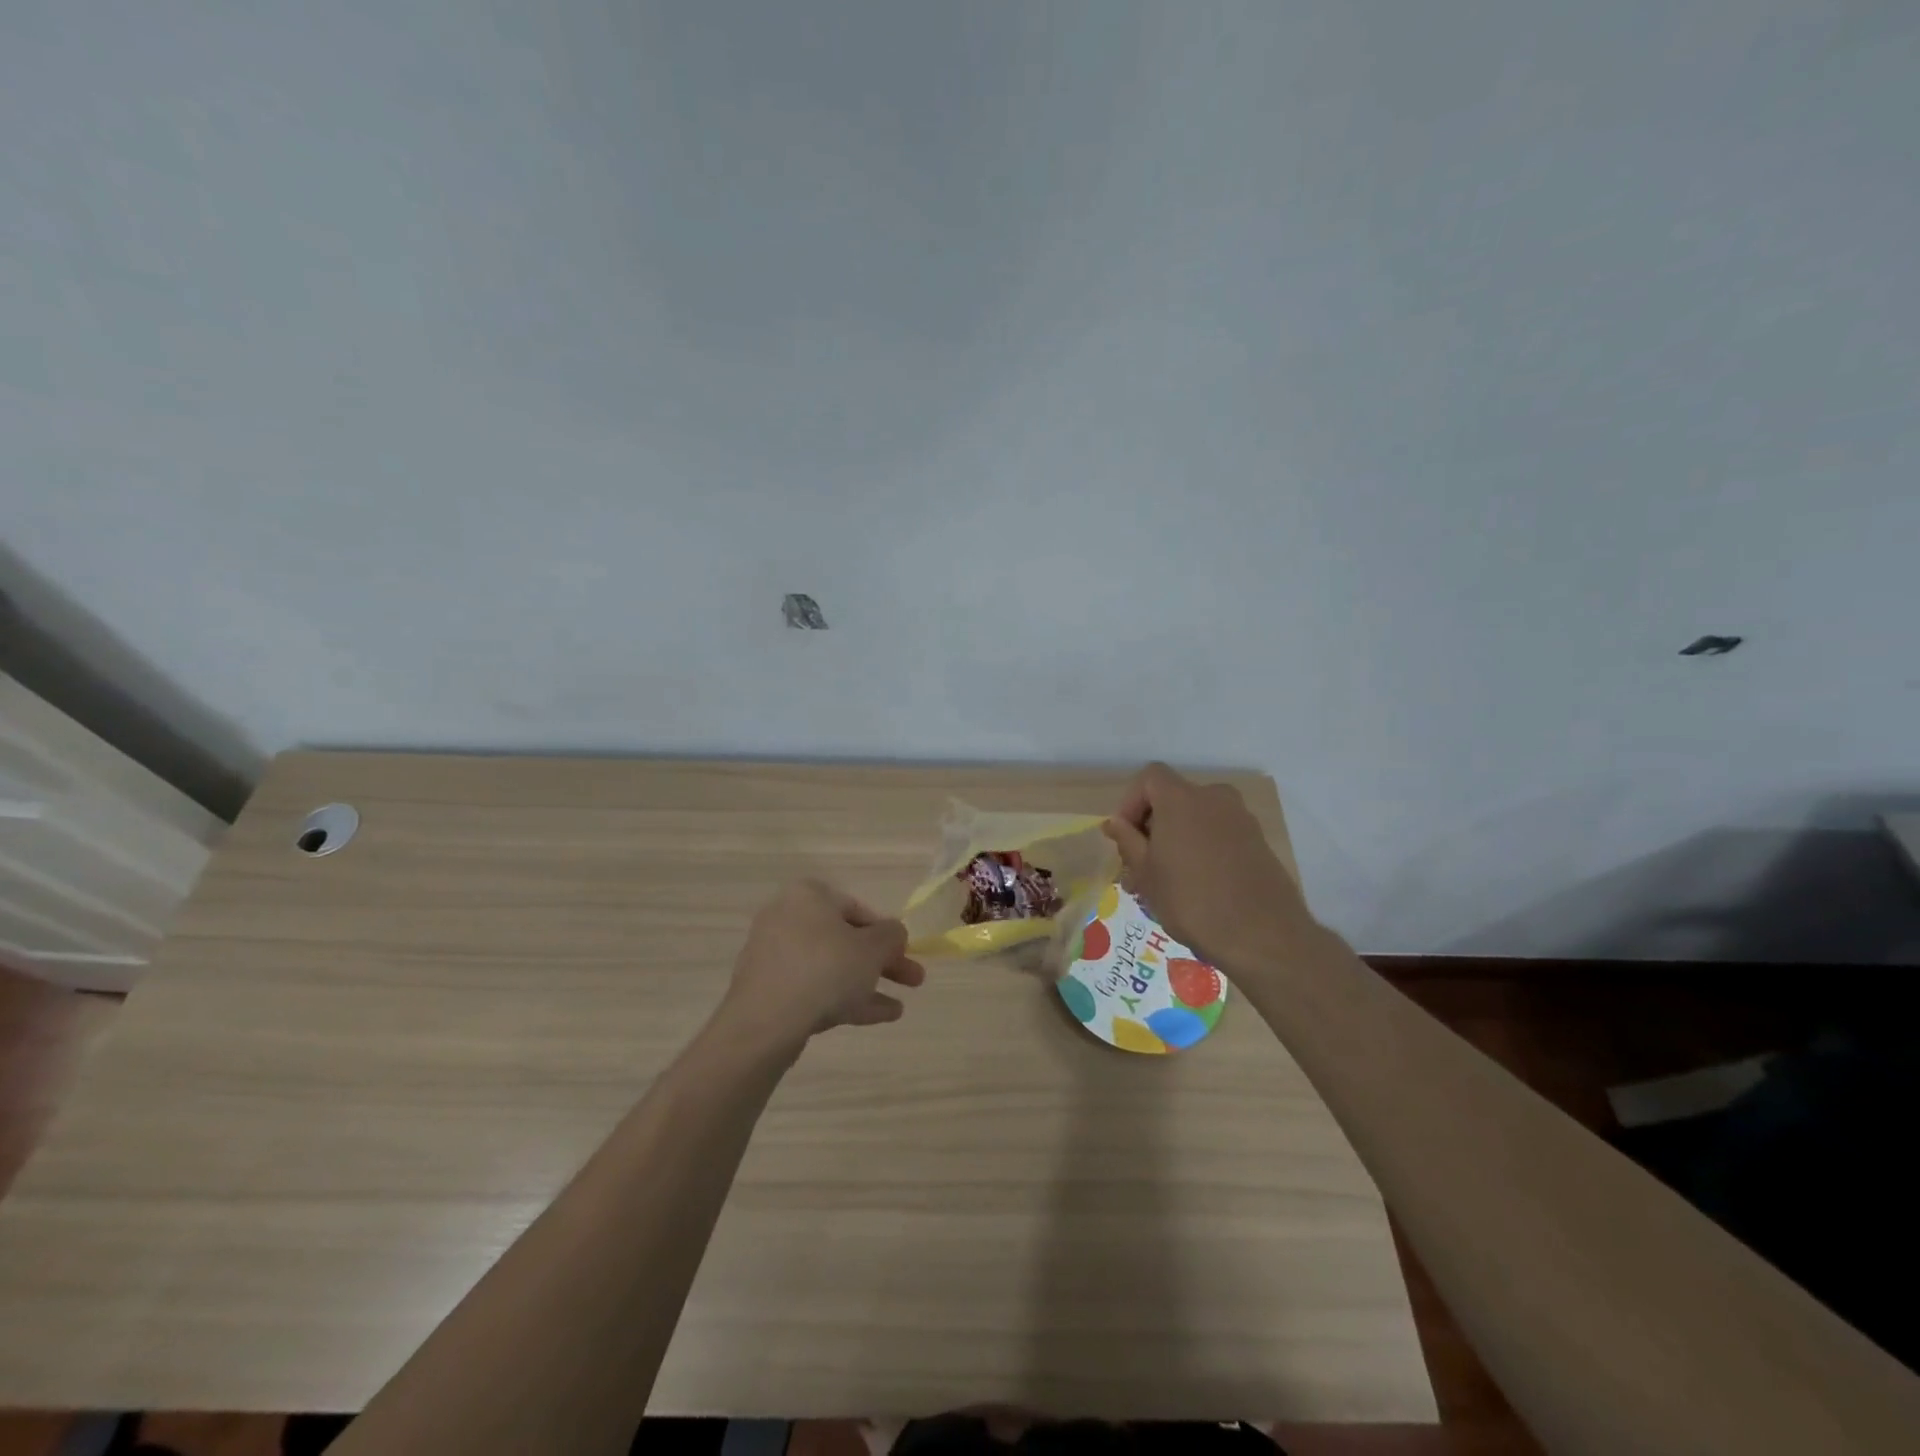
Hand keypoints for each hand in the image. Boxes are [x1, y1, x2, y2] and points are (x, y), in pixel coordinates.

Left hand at [718, 880, 926, 1050]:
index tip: (906, 954)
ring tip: (898, 1008)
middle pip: (846, 940)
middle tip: (913, 980)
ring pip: (832, 967)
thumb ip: (892, 935)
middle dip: (882, 962)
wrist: (766, 1022)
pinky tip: (877, 1017)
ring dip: (867, 984)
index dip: (888, 933)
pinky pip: (814, 988)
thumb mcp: (873, 948)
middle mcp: (787, 917)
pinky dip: (844, 998)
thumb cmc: (825, 969)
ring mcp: (775, 956)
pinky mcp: (769, 989)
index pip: (858, 909)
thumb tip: (894, 933)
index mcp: (809, 896)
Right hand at [1102, 763, 1312, 965]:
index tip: (1124, 837)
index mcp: (1181, 798)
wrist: (1262, 935)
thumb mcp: (1146, 873)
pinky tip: (1198, 886)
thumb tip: (1116, 823)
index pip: (1150, 777)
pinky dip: (1203, 849)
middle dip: (1152, 827)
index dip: (1131, 802)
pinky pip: (1220, 834)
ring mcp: (1241, 819)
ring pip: (1197, 819)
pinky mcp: (1259, 842)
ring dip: (1177, 840)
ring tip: (1166, 882)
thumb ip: (1128, 841)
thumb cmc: (1191, 900)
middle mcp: (1214, 798)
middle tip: (1140, 867)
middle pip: (1174, 798)